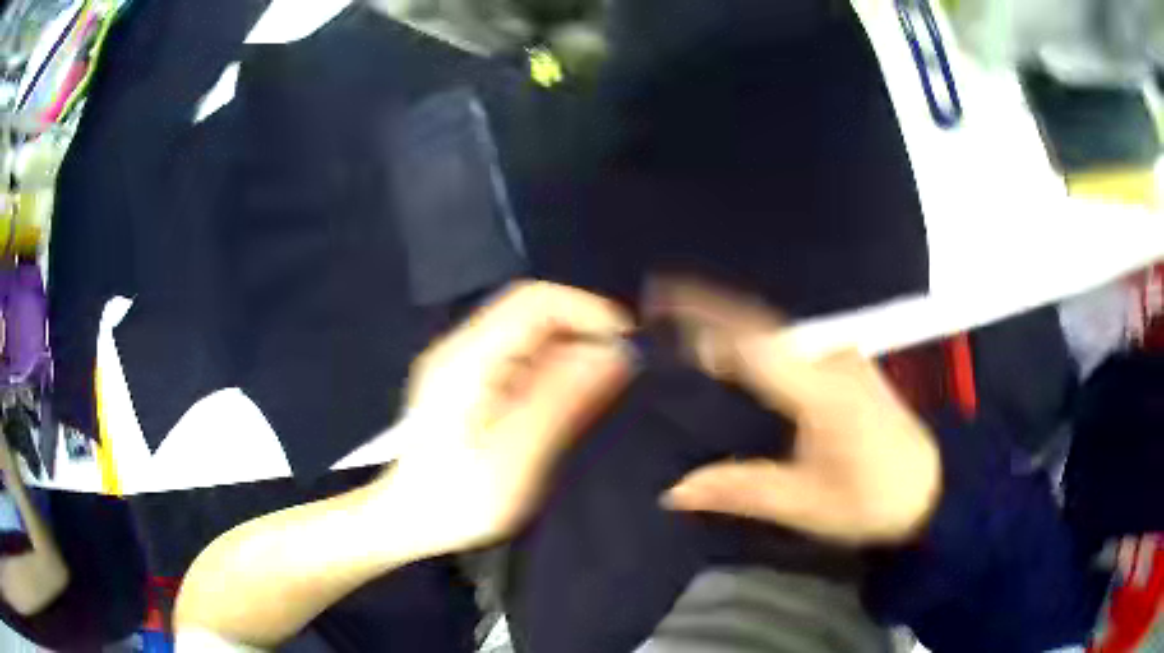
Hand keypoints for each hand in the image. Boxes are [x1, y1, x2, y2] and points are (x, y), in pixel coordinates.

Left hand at [373, 281, 633, 555]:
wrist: (409, 522)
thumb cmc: (460, 499)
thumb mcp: (518, 455)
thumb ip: (565, 398)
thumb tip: (615, 352)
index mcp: (468, 358)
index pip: (535, 301)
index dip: (586, 310)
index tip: (626, 343)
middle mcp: (462, 348)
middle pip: (531, 312)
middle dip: (581, 331)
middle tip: (619, 371)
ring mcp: (462, 364)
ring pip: (527, 334)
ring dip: (569, 351)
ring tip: (599, 389)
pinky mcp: (467, 383)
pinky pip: (518, 358)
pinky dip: (551, 369)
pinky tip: (565, 401)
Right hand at [649, 278, 940, 544]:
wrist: (933, 486)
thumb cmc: (869, 499)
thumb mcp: (804, 504)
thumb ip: (739, 490)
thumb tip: (674, 490)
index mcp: (819, 389)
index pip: (750, 341)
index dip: (703, 318)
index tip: (660, 303)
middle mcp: (831, 357)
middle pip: (760, 322)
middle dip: (710, 308)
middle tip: (662, 305)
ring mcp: (844, 355)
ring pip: (777, 327)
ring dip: (733, 320)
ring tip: (687, 322)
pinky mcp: (849, 363)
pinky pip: (793, 339)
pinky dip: (757, 337)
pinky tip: (738, 349)